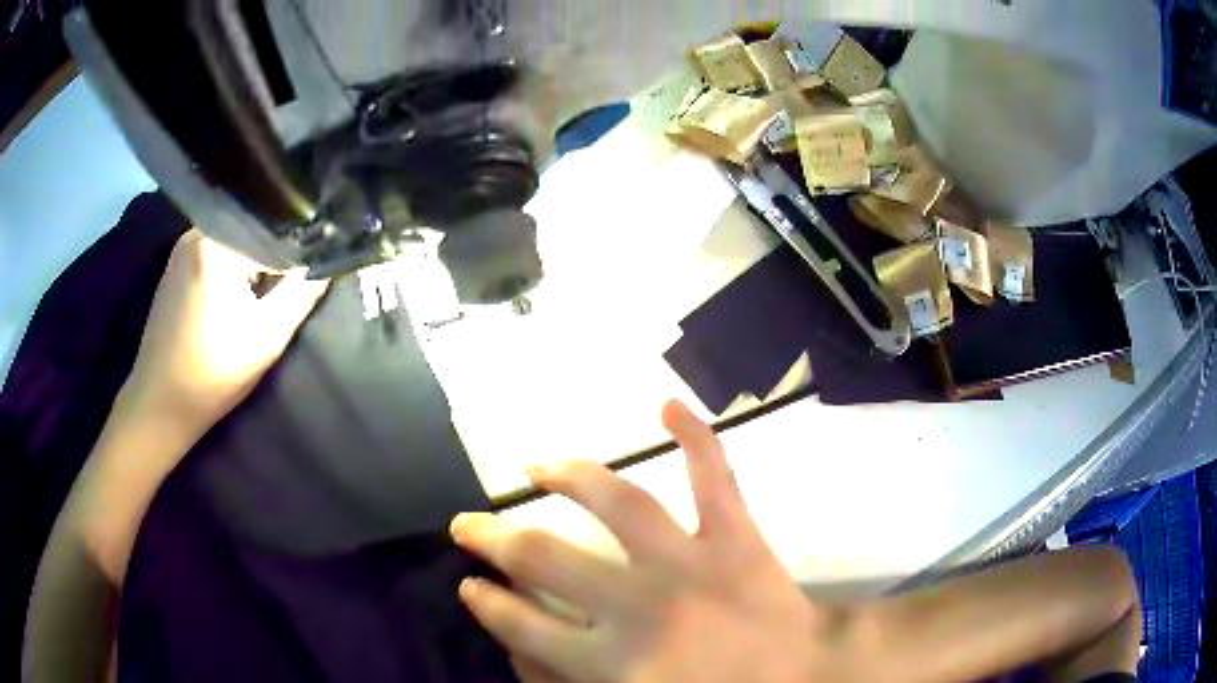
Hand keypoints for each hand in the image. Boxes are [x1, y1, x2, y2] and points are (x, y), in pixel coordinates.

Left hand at [121, 230, 327, 444]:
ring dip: (253, 264)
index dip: (300, 249)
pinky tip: (235, 299)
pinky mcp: (174, 267)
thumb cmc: (212, 373)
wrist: (158, 405)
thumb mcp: (267, 337)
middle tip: (292, 286)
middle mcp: (196, 231)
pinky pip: (215, 253)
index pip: (274, 229)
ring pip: (234, 242)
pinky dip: (232, 269)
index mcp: (217, 241)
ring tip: (265, 294)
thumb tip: (331, 259)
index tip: (316, 270)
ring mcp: (181, 248)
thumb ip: (302, 293)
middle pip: (252, 231)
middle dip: (275, 256)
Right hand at [450, 401, 862, 682]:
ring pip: (619, 503)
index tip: (469, 585)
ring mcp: (691, 561)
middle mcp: (640, 605)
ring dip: (570, 478)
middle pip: (546, 561)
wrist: (809, 679)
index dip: (489, 604)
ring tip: (536, 464)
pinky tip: (669, 404)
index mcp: (614, 661)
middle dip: (496, 541)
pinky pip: (716, 478)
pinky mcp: (738, 537)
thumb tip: (525, 652)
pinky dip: (696, 437)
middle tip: (469, 524)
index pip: (525, 626)